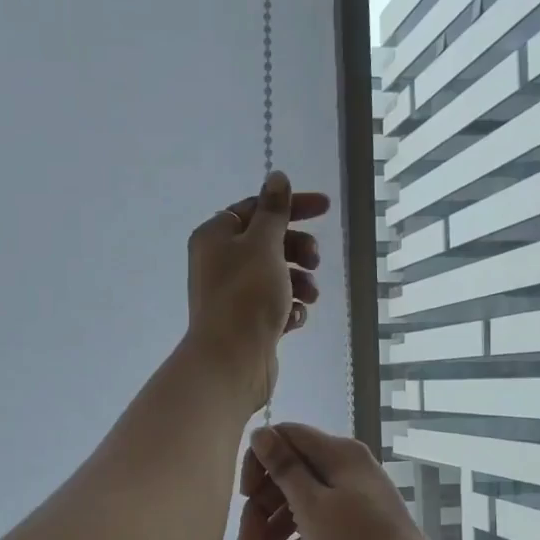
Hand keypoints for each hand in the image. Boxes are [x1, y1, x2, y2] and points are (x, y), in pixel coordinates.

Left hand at [185, 172, 329, 408]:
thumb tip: (276, 177)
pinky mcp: (245, 323)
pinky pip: (273, 306)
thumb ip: (274, 211)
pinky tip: (295, 319)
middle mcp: (219, 263)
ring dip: (298, 281)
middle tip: (314, 260)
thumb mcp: (263, 244)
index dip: (290, 206)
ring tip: (310, 296)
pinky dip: (288, 309)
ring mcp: (232, 295)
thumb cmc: (246, 296)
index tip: (325, 209)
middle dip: (297, 249)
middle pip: (267, 242)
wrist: (231, 362)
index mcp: (215, 237)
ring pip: (274, 276)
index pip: (255, 208)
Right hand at [235, 422, 451, 539]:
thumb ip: (284, 468)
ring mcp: (353, 497)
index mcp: (337, 454)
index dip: (259, 462)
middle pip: (290, 474)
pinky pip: (320, 522)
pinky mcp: (358, 524)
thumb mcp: (312, 506)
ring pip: (302, 502)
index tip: (246, 497)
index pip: (285, 437)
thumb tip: (261, 432)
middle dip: (262, 508)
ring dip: (275, 530)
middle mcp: (346, 468)